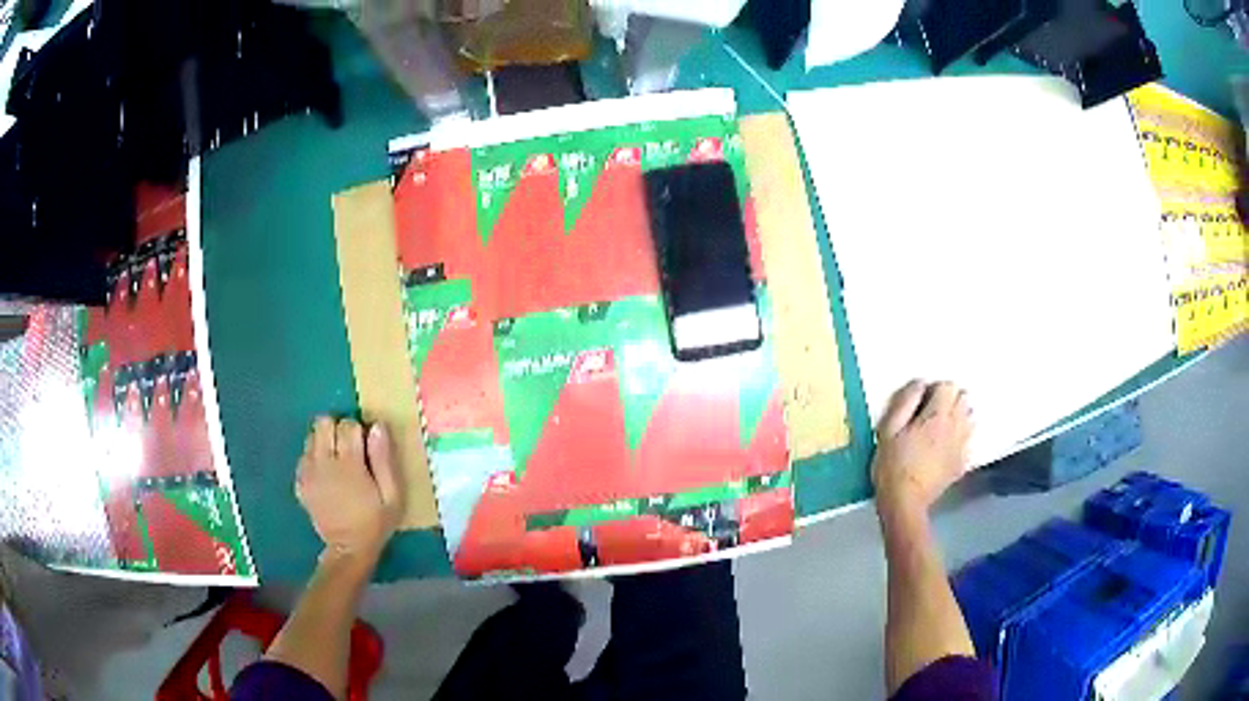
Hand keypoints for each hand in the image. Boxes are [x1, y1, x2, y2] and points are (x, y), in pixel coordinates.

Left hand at [296, 417, 404, 561]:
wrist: (348, 549)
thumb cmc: (375, 522)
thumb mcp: (392, 496)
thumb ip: (384, 460)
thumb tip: (378, 427)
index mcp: (349, 465)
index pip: (348, 425)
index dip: (358, 429)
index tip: (365, 444)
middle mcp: (324, 463)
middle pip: (323, 423)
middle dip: (336, 429)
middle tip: (348, 448)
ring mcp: (308, 473)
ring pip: (311, 436)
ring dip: (324, 441)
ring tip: (336, 460)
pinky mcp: (300, 483)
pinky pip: (303, 456)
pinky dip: (313, 458)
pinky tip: (324, 474)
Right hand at [871, 381, 973, 518]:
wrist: (905, 502)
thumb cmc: (892, 465)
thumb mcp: (888, 429)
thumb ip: (905, 401)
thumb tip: (919, 384)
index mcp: (938, 415)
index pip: (948, 386)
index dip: (934, 389)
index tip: (920, 403)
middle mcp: (956, 426)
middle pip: (964, 398)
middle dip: (950, 399)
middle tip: (931, 413)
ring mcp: (962, 445)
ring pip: (971, 417)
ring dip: (959, 416)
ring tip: (941, 428)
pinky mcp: (962, 463)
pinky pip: (969, 440)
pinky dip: (961, 437)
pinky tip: (946, 447)